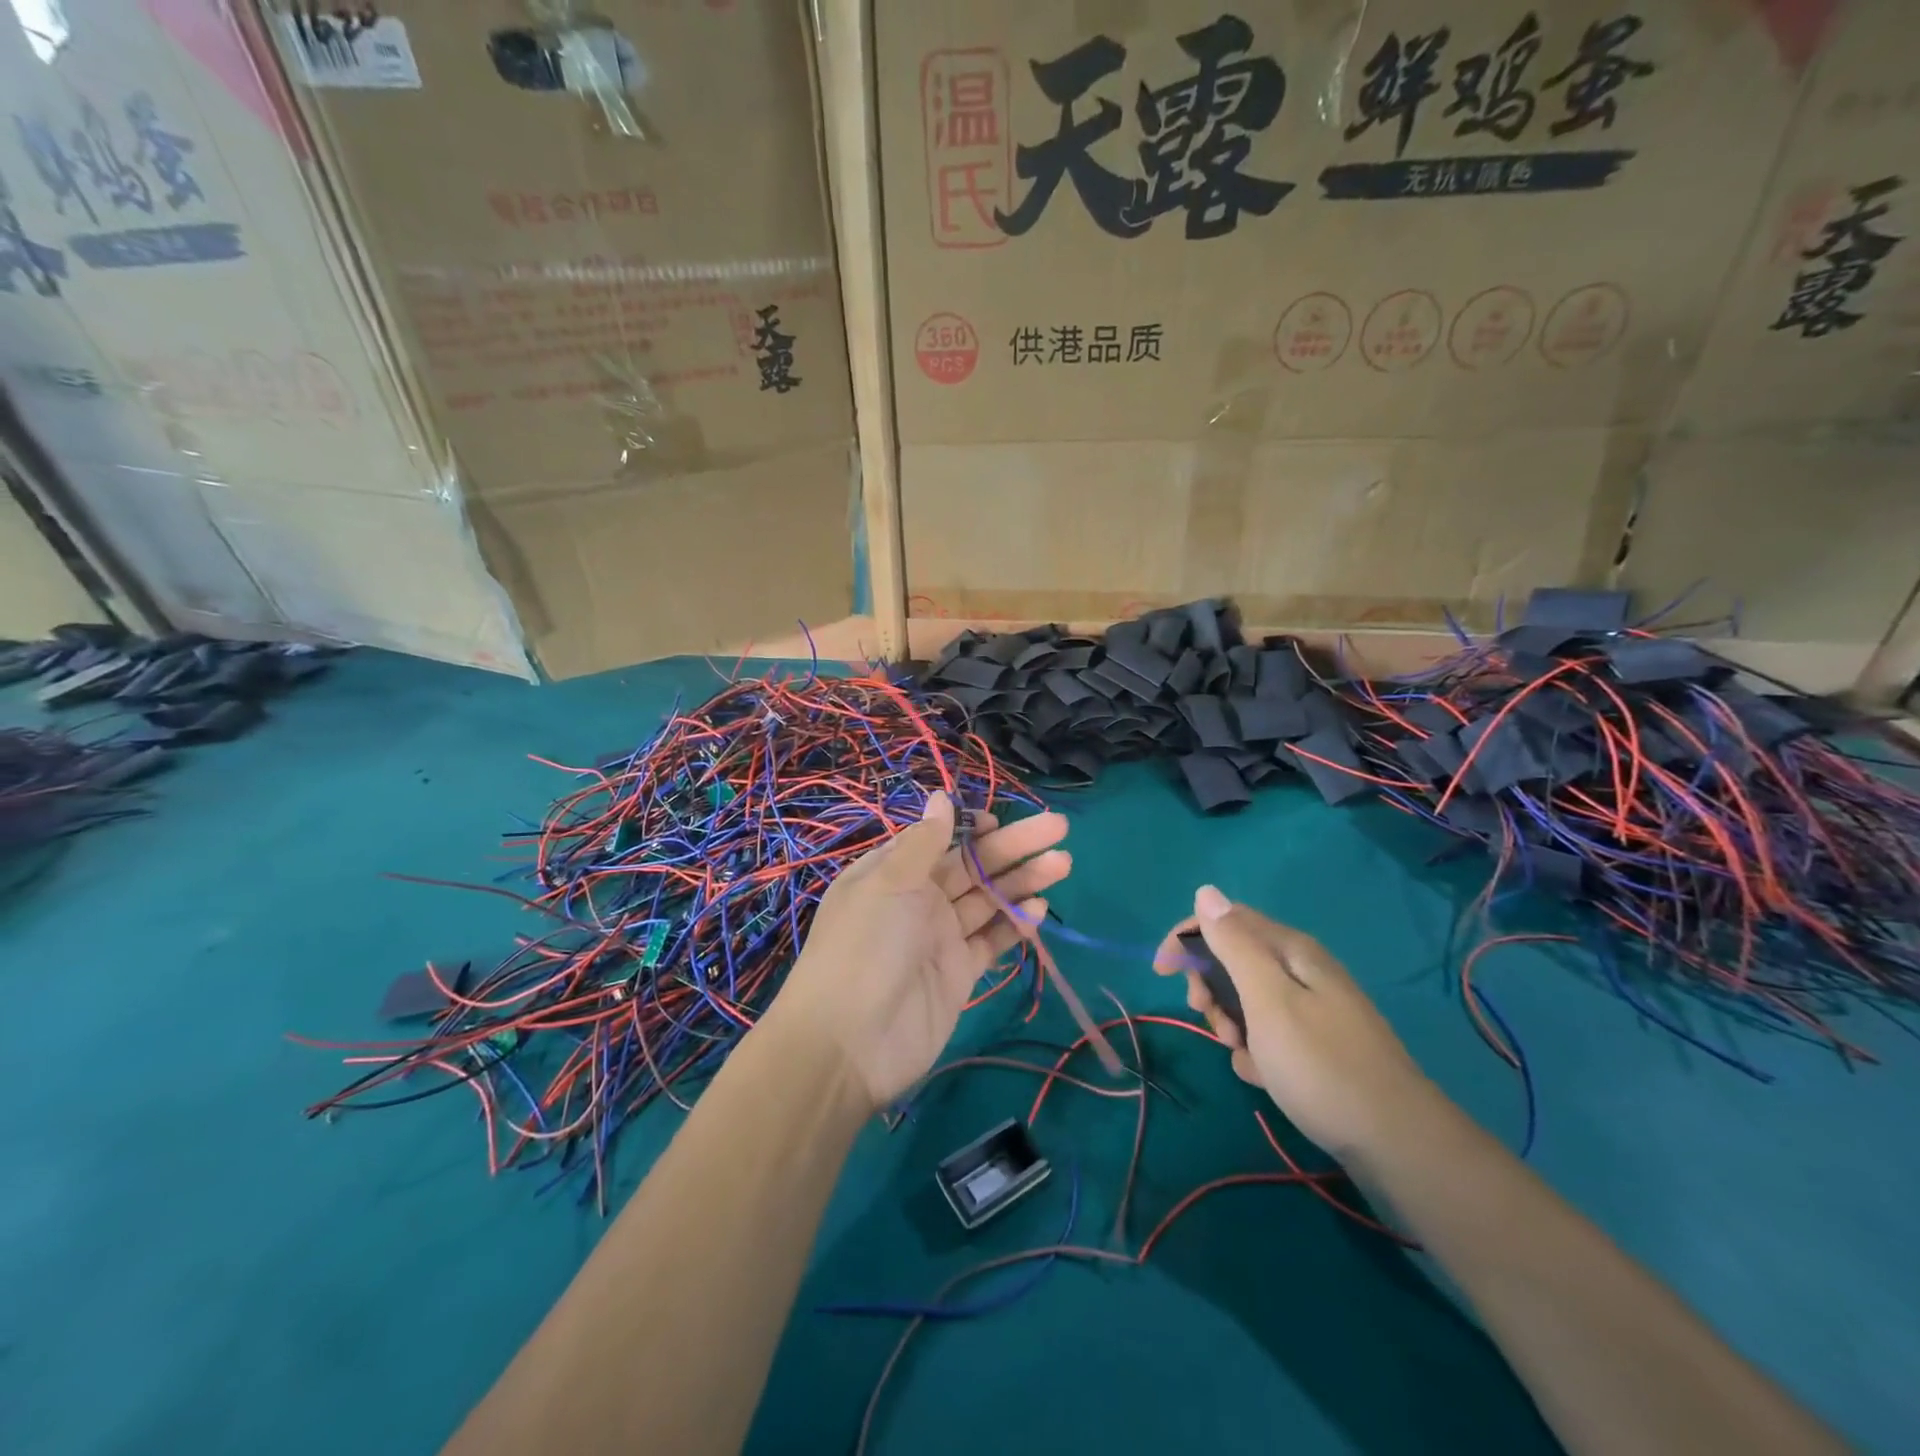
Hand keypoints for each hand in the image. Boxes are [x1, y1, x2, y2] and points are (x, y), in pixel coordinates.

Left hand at [771, 791, 1070, 1109]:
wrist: (849, 1043)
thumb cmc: (865, 947)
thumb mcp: (888, 882)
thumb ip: (923, 842)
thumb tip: (940, 796)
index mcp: (893, 873)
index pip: (939, 840)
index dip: (971, 828)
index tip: (1001, 821)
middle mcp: (917, 901)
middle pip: (973, 866)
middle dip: (1014, 847)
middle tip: (1059, 828)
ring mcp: (940, 938)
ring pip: (988, 901)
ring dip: (1023, 882)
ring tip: (1063, 863)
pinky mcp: (959, 974)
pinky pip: (991, 941)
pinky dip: (1015, 925)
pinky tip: (1039, 910)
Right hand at [1155, 886, 1433, 1159]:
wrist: (1395, 1143)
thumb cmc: (1321, 1065)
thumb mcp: (1268, 1000)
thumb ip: (1234, 944)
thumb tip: (1206, 891)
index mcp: (1291, 950)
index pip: (1225, 920)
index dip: (1187, 938)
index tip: (1162, 972)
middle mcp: (1302, 970)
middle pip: (1234, 959)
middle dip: (1210, 986)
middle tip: (1208, 1018)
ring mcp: (1312, 1008)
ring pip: (1247, 999)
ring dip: (1230, 1022)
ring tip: (1241, 1053)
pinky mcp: (1317, 1044)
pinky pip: (1268, 1032)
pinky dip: (1255, 1050)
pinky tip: (1263, 1074)